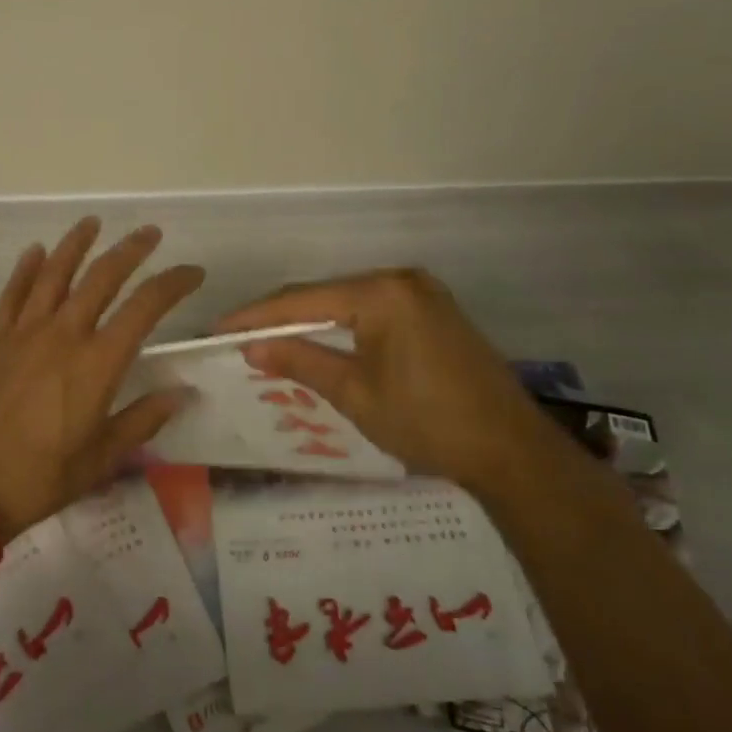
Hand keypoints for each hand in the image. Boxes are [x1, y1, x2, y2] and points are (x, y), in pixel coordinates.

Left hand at [0, 218, 203, 538]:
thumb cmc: (41, 477)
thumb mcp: (103, 458)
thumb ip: (143, 419)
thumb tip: (182, 393)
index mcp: (98, 362)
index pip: (146, 307)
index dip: (173, 283)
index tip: (193, 272)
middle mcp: (64, 334)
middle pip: (102, 276)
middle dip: (131, 250)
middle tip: (150, 233)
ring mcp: (25, 332)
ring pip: (54, 273)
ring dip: (76, 244)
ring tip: (92, 223)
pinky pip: (13, 293)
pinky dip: (26, 269)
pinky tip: (35, 250)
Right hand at [216, 268, 553, 490]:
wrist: (512, 451)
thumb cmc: (428, 422)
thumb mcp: (356, 394)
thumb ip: (301, 362)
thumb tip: (253, 347)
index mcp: (381, 293)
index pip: (303, 299)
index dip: (257, 316)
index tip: (219, 329)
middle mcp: (401, 280)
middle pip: (325, 294)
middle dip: (282, 317)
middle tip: (241, 337)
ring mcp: (422, 293)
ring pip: (349, 301)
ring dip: (312, 321)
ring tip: (272, 340)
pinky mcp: (434, 311)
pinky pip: (374, 311)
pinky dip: (344, 326)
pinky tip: (322, 342)